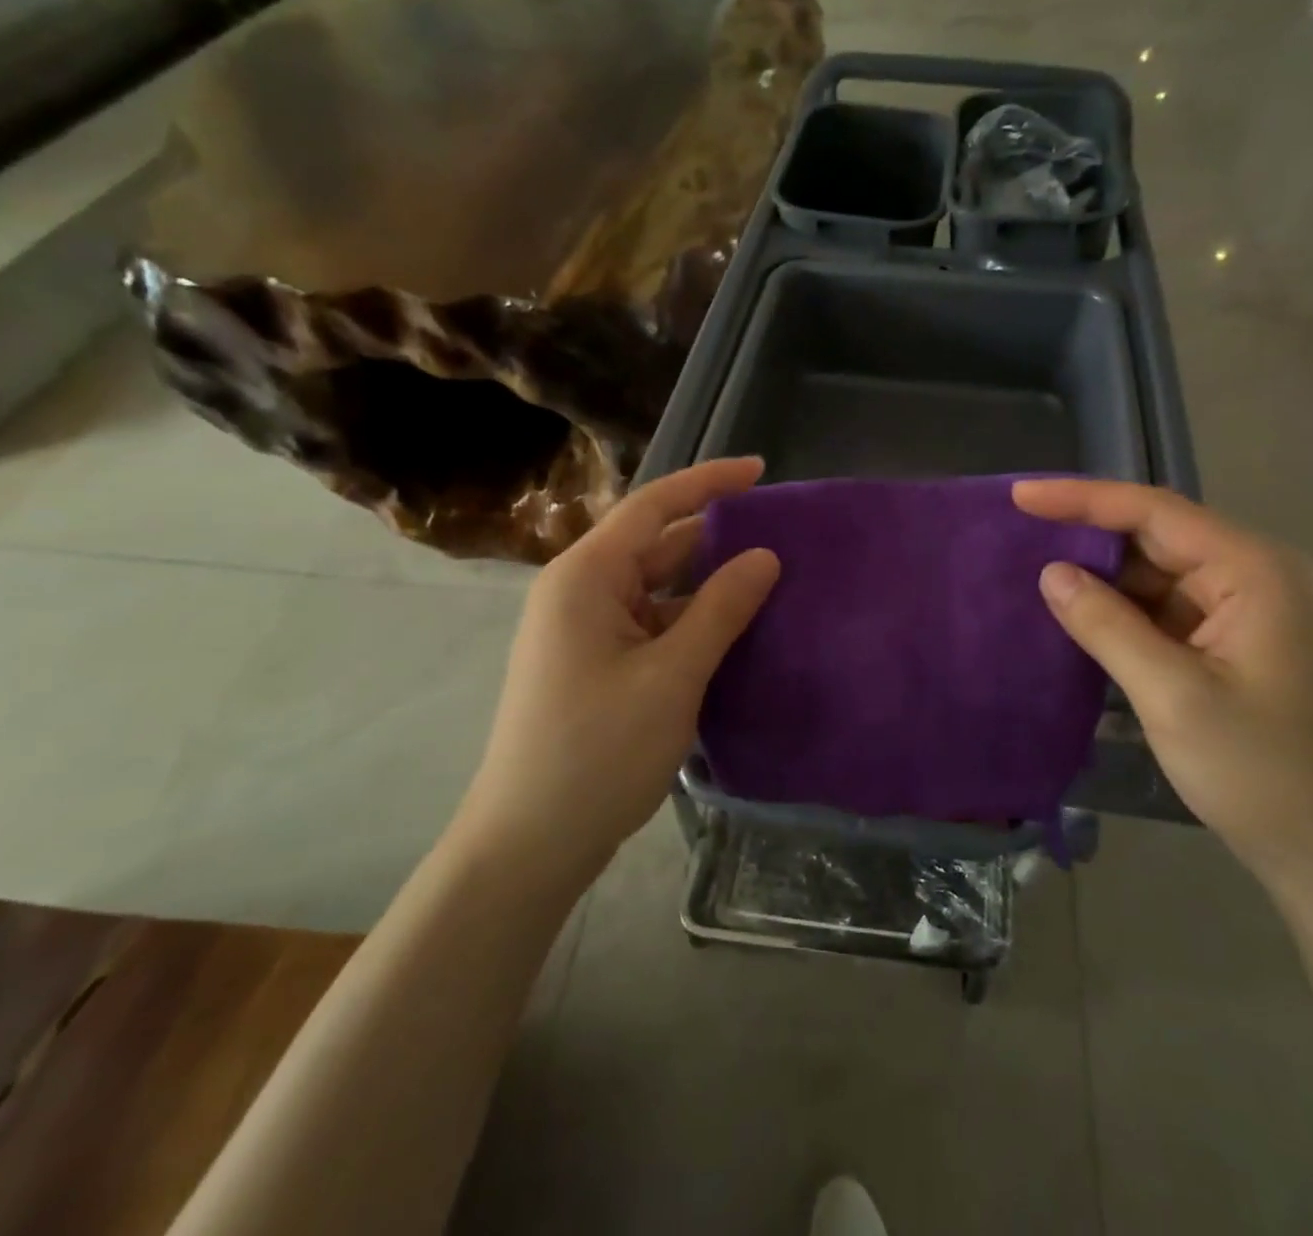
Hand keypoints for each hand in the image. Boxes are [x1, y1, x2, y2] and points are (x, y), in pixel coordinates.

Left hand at [457, 458, 779, 876]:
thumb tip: (765, 556)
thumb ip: (721, 609)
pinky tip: (736, 632)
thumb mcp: (672, 675)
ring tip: (772, 580)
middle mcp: (581, 591)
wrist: (530, 843)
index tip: (762, 470)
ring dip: (708, 584)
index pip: (655, 505)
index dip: (709, 481)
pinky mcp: (596, 663)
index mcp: (587, 576)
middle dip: (716, 536)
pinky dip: (692, 621)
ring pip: (657, 588)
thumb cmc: (598, 751)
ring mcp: (585, 629)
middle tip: (782, 533)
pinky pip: (652, 623)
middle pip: (657, 544)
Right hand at [1013, 479, 1312, 901]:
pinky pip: (1165, 611)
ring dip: (1101, 579)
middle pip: (1156, 537)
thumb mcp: (1172, 695)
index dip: (1081, 498)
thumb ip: (1106, 625)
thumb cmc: (1262, 773)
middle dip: (1087, 535)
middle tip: (1017, 535)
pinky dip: (1121, 614)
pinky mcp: (1233, 645)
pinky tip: (1076, 618)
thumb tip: (1051, 572)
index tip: (1020, 495)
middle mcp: (1254, 577)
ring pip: (1156, 576)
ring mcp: (1246, 612)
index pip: (1153, 511)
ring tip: (1032, 575)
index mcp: (1253, 571)